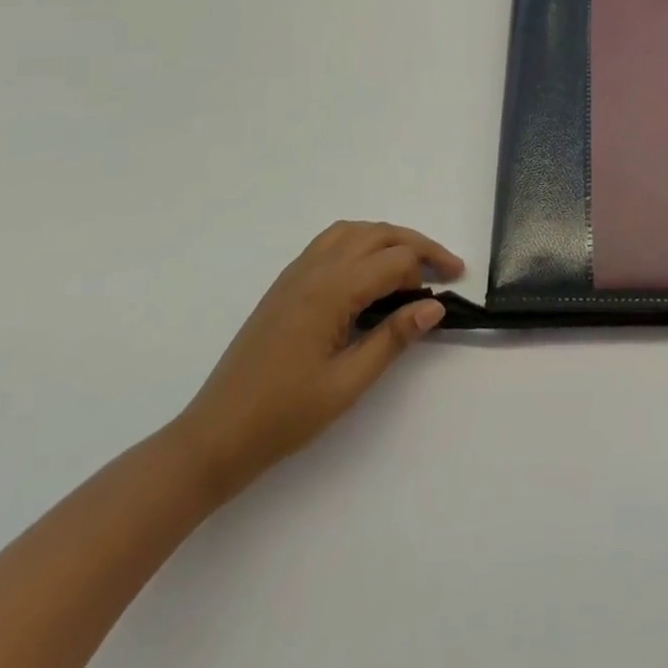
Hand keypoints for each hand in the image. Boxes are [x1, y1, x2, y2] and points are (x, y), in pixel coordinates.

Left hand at [172, 221, 462, 499]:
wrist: (215, 436)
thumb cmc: (284, 416)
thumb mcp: (347, 384)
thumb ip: (392, 339)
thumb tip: (434, 307)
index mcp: (331, 291)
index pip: (394, 260)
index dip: (429, 268)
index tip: (453, 289)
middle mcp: (314, 270)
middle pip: (377, 234)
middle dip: (416, 245)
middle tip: (446, 267)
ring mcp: (296, 273)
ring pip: (353, 231)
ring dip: (388, 238)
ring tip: (412, 264)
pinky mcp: (285, 284)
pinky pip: (330, 242)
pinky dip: (360, 241)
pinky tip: (369, 270)